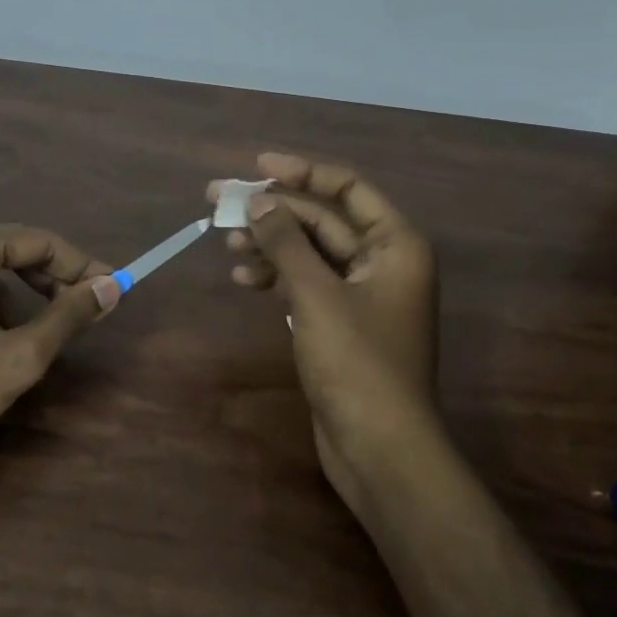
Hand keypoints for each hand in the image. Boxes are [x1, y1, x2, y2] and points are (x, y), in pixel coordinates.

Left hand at [0, 219, 119, 470]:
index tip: (113, 291)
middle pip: (10, 250)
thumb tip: (112, 287)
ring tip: (38, 335)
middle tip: (84, 313)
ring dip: (17, 295)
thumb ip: (69, 315)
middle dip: (50, 281)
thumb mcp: (18, 356)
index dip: (82, 268)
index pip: (39, 242)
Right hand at [212, 153, 439, 515]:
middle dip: (273, 210)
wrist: (380, 449)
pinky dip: (276, 277)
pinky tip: (244, 278)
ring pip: (309, 252)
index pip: (347, 188)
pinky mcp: (341, 322)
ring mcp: (362, 293)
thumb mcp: (316, 294)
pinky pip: (306, 283)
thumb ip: (286, 241)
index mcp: (396, 244)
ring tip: (226, 241)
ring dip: (269, 243)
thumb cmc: (357, 363)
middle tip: (220, 200)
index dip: (302, 172)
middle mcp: (383, 261)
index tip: (257, 166)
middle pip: (323, 219)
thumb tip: (259, 199)